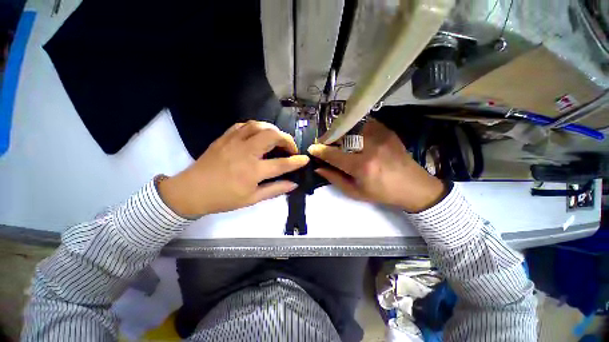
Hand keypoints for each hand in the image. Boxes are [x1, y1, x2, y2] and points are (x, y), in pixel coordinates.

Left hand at [159, 121, 308, 216]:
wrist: (191, 191)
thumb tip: (293, 184)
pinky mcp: (225, 137)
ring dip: (272, 130)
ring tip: (276, 140)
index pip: (281, 164)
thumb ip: (275, 189)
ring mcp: (233, 141)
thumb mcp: (252, 199)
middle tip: (289, 148)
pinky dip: (256, 127)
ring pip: (258, 125)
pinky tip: (258, 135)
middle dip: (286, 139)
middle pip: (271, 135)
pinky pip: (244, 125)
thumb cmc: (223, 198)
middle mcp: (245, 152)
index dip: (296, 161)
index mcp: (252, 171)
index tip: (305, 159)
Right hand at [308, 120, 445, 212]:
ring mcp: (380, 136)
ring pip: (353, 126)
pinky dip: (355, 127)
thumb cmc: (382, 193)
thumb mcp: (355, 192)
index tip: (312, 148)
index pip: (334, 155)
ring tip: (338, 138)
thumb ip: (334, 179)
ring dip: (341, 131)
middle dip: (329, 138)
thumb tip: (318, 167)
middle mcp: (370, 147)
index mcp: (362, 166)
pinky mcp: (387, 131)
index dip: (320, 151)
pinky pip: (366, 123)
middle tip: (325, 143)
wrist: (413, 186)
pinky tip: (354, 134)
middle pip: (342, 136)